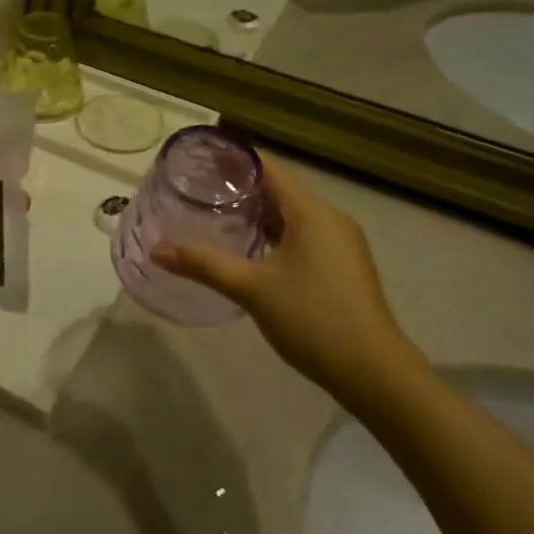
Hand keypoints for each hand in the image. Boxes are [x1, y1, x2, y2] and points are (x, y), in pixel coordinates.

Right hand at [153, 157, 413, 398]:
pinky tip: (252, 251)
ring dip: (259, 214)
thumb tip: (157, 250)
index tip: (200, 161)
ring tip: (218, 217)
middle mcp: (329, 217)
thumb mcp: (252, 290)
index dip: (233, 160)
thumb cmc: (313, 319)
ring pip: (292, 215)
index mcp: (310, 211)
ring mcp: (341, 242)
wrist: (375, 373)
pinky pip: (304, 235)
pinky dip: (276, 234)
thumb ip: (205, 265)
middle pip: (279, 189)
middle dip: (240, 188)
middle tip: (199, 191)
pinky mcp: (344, 265)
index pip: (267, 168)